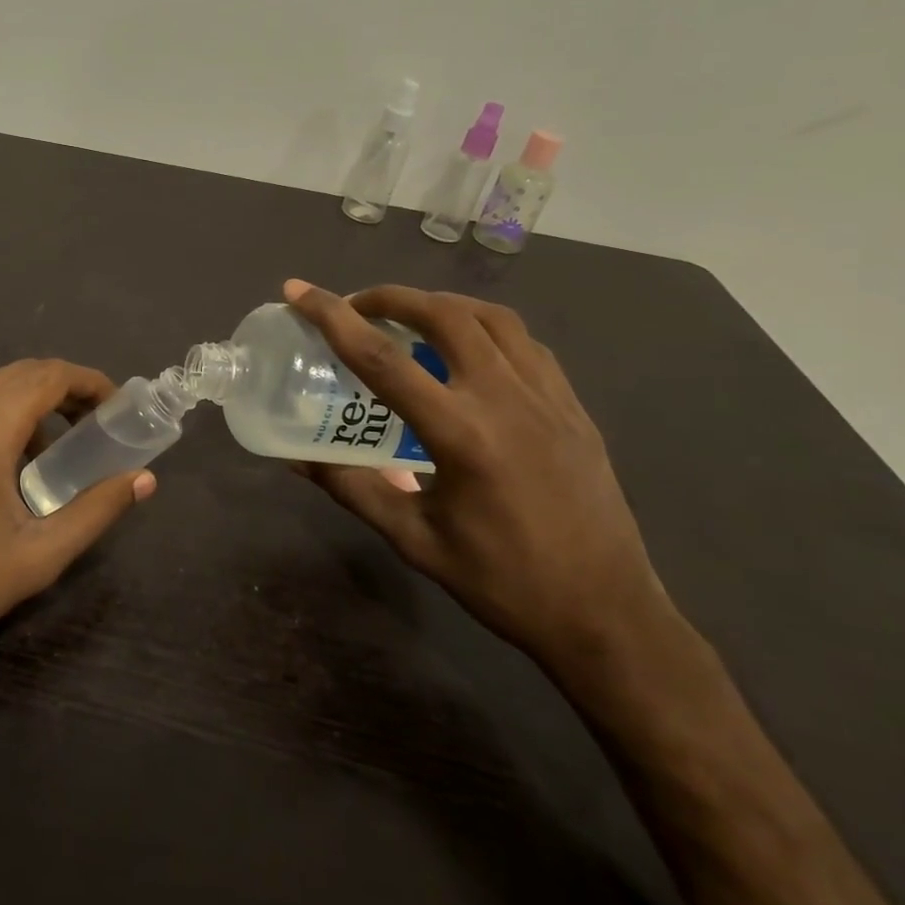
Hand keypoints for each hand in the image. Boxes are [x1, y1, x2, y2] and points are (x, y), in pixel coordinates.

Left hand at [0, 359, 154, 683]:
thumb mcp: (37, 556)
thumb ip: (96, 510)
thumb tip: (143, 480)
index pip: (48, 375)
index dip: (89, 383)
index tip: (113, 408)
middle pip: (15, 376)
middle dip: (59, 393)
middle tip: (86, 429)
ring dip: (19, 409)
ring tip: (38, 458)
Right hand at [284, 280, 675, 677]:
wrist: (606, 614)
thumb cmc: (502, 581)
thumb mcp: (414, 540)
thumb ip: (354, 489)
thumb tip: (298, 459)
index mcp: (460, 434)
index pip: (381, 358)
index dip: (331, 317)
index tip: (297, 291)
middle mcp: (505, 399)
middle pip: (443, 314)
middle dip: (391, 297)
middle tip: (358, 306)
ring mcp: (547, 397)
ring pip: (491, 317)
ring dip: (442, 303)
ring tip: (410, 317)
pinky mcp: (572, 406)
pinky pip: (525, 342)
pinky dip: (486, 327)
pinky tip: (469, 349)